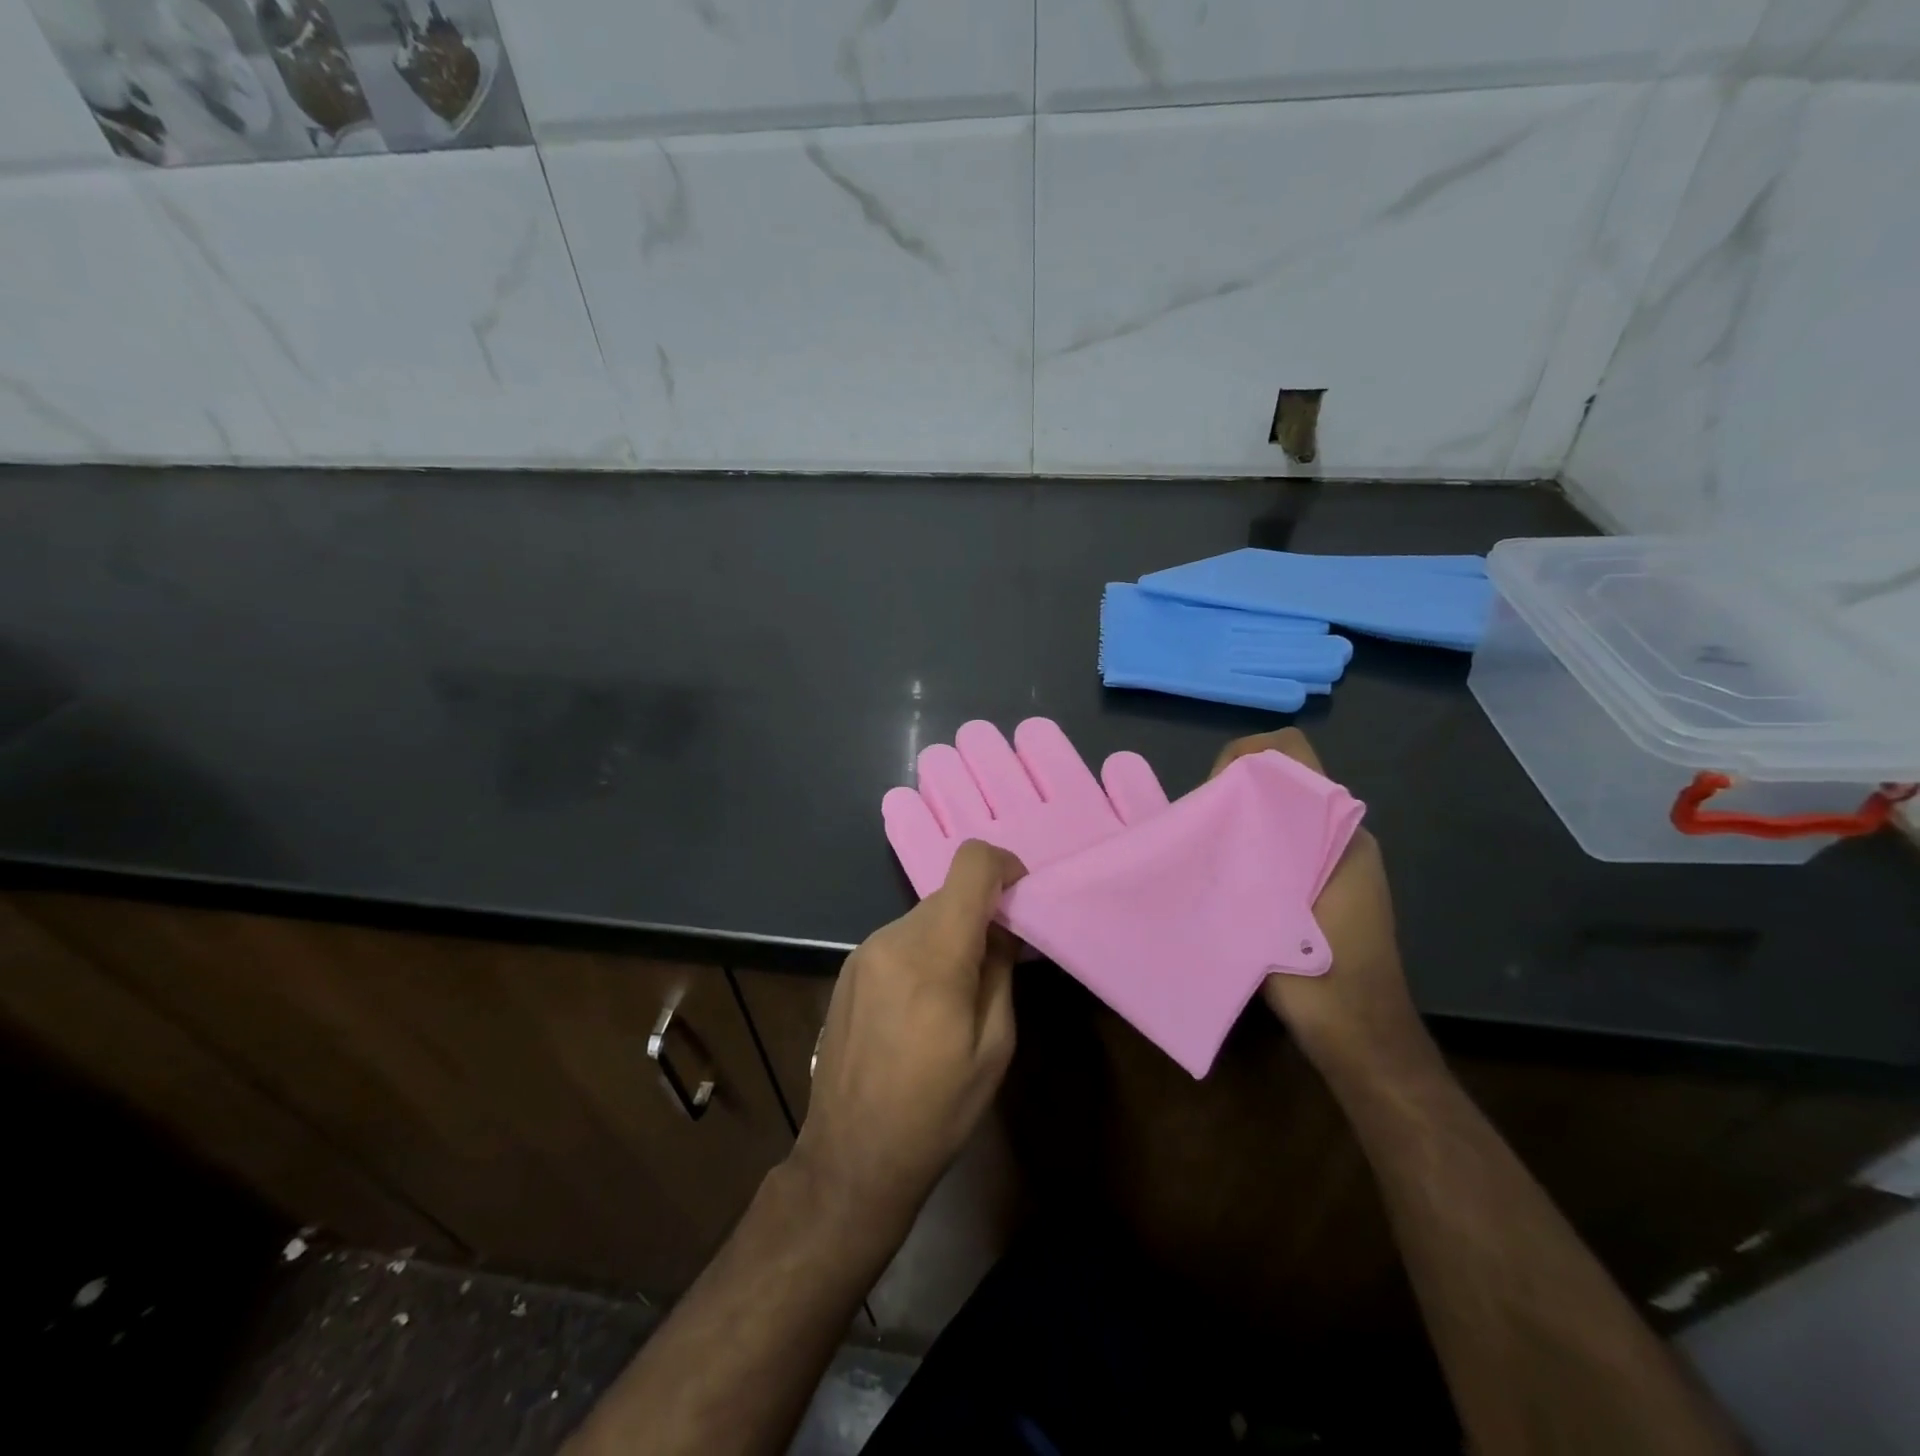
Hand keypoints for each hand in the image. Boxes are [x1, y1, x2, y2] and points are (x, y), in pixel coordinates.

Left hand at [791, 840, 1024, 1231]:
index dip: (1004, 866)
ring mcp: (864, 951)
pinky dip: (923, 951)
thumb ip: (1000, 970)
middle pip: (949, 894)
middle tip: (1002, 958)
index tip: (1021, 898)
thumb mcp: (994, 1046)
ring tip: (960, 993)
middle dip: (981, 913)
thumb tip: (1004, 926)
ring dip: (951, 935)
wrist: (851, 1156)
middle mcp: (893, 938)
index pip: (971, 866)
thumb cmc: (937, 1110)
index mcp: (933, 954)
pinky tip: (923, 1005)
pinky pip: (899, 940)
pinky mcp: (848, 969)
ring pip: (923, 917)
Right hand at [1208, 729, 1426, 1074]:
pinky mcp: (1322, 889)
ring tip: (1203, 852)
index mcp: (1338, 828)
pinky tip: (1223, 881)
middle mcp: (1339, 836)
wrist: (1358, 1034)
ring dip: (1239, 823)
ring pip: (1277, 817)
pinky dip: (1251, 850)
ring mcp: (1333, 863)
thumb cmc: (1320, 971)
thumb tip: (1206, 816)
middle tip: (1199, 826)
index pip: (1290, 754)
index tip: (1213, 791)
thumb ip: (1247, 853)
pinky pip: (1282, 847)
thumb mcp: (1273, 903)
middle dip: (1235, 791)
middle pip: (1280, 783)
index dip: (1245, 757)